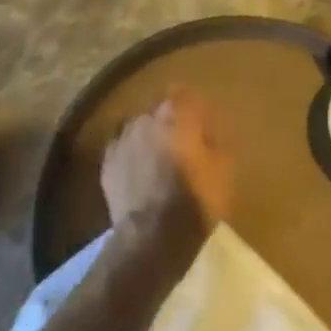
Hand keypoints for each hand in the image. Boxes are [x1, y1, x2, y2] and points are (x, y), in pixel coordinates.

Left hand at [100, 85, 233, 263]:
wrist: (152, 236)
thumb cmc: (195, 201)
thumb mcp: (223, 171)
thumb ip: (217, 142)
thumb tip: (210, 132)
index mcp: (176, 115)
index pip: (183, 94)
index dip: (192, 106)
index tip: (202, 121)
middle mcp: (145, 118)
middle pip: (158, 110)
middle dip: (169, 122)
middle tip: (182, 143)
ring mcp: (122, 138)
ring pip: (137, 128)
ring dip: (147, 137)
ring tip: (157, 158)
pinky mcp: (106, 162)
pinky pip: (120, 148)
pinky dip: (129, 154)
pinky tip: (137, 170)